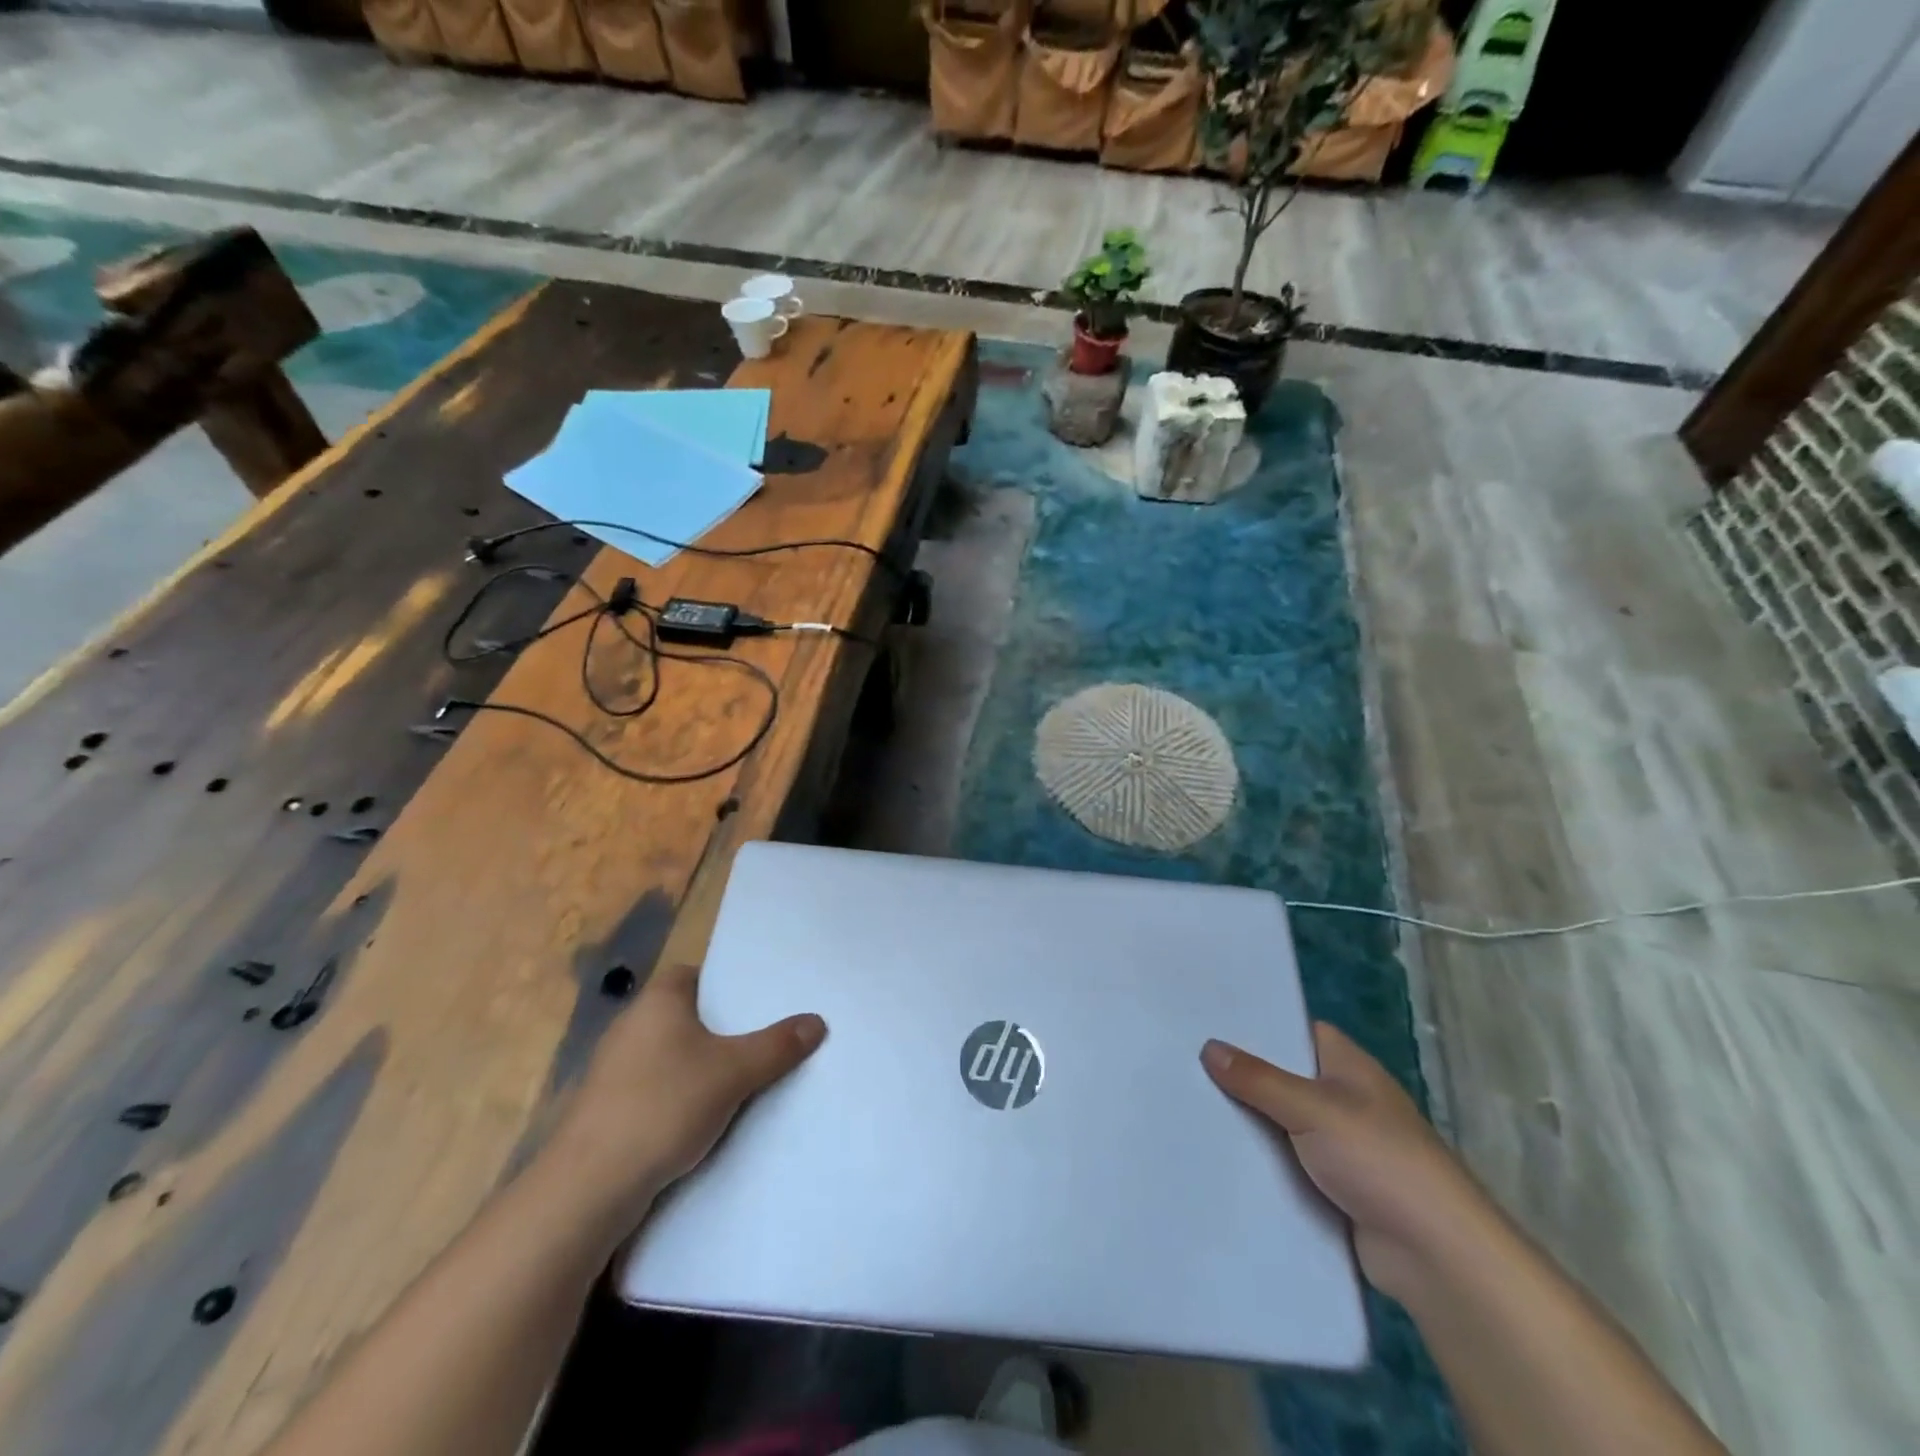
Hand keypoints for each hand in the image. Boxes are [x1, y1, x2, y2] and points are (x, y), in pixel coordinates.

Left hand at [546, 962, 825, 1239]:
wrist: (588, 1186)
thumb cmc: (663, 1105)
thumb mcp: (733, 1072)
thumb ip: (776, 1046)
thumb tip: (817, 1021)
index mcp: (657, 1000)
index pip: (693, 973)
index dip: (724, 983)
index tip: (756, 1001)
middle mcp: (630, 1025)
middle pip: (684, 1014)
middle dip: (718, 1027)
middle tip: (760, 1038)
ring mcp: (612, 1069)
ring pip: (669, 1054)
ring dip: (697, 1065)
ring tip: (741, 1078)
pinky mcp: (605, 1109)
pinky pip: (653, 1087)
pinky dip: (677, 1095)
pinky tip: (702, 1117)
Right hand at [1202, 1022, 1492, 1299]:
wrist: (1436, 1256)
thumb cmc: (1380, 1159)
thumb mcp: (1313, 1108)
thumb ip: (1259, 1078)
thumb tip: (1209, 1046)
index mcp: (1349, 1067)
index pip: (1297, 1031)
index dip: (1258, 1025)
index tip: (1209, 1021)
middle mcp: (1344, 1101)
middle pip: (1283, 1078)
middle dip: (1241, 1076)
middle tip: (1184, 1063)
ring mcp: (1339, 1148)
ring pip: (1280, 1124)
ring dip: (1247, 1123)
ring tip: (1187, 1107)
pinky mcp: (1332, 1189)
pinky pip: (1285, 1165)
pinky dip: (1259, 1164)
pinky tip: (1215, 1157)